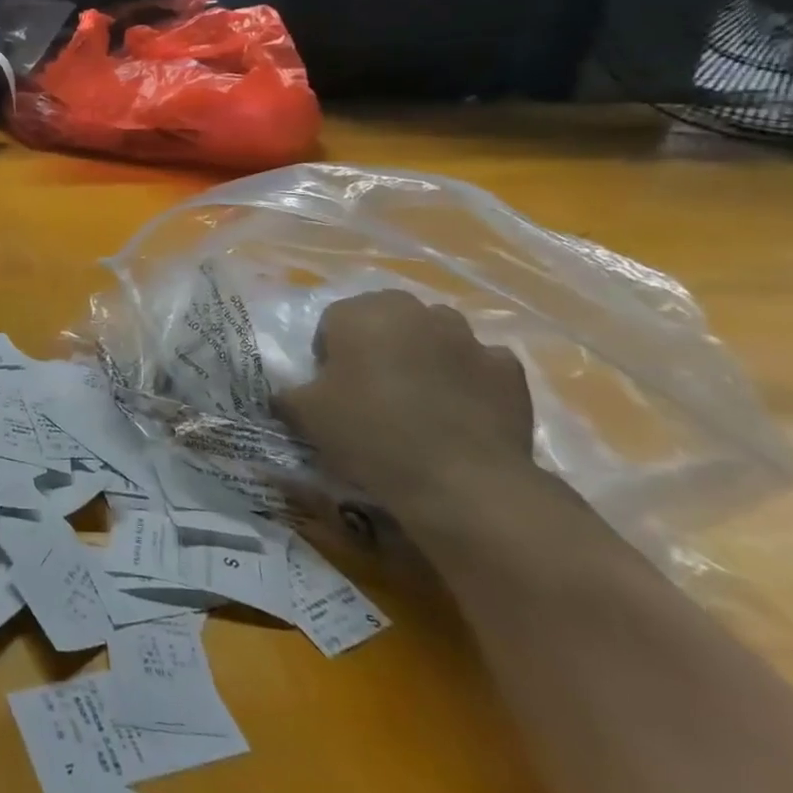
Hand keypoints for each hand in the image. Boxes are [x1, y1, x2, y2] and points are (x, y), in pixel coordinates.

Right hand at [274, 290, 536, 520]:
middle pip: (386, 320)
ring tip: (418, 403)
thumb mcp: (305, 415)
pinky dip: (468, 380)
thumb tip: (284, 395)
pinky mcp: (509, 370)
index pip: (333, 321)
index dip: (328, 355)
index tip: (332, 390)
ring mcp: (468, 337)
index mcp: (362, 312)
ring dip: (424, 357)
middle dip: (378, 346)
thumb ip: (287, 395)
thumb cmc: (369, 433)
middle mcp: (415, 311)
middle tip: (372, 392)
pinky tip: (460, 414)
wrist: (461, 481)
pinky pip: (478, 365)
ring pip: (435, 337)